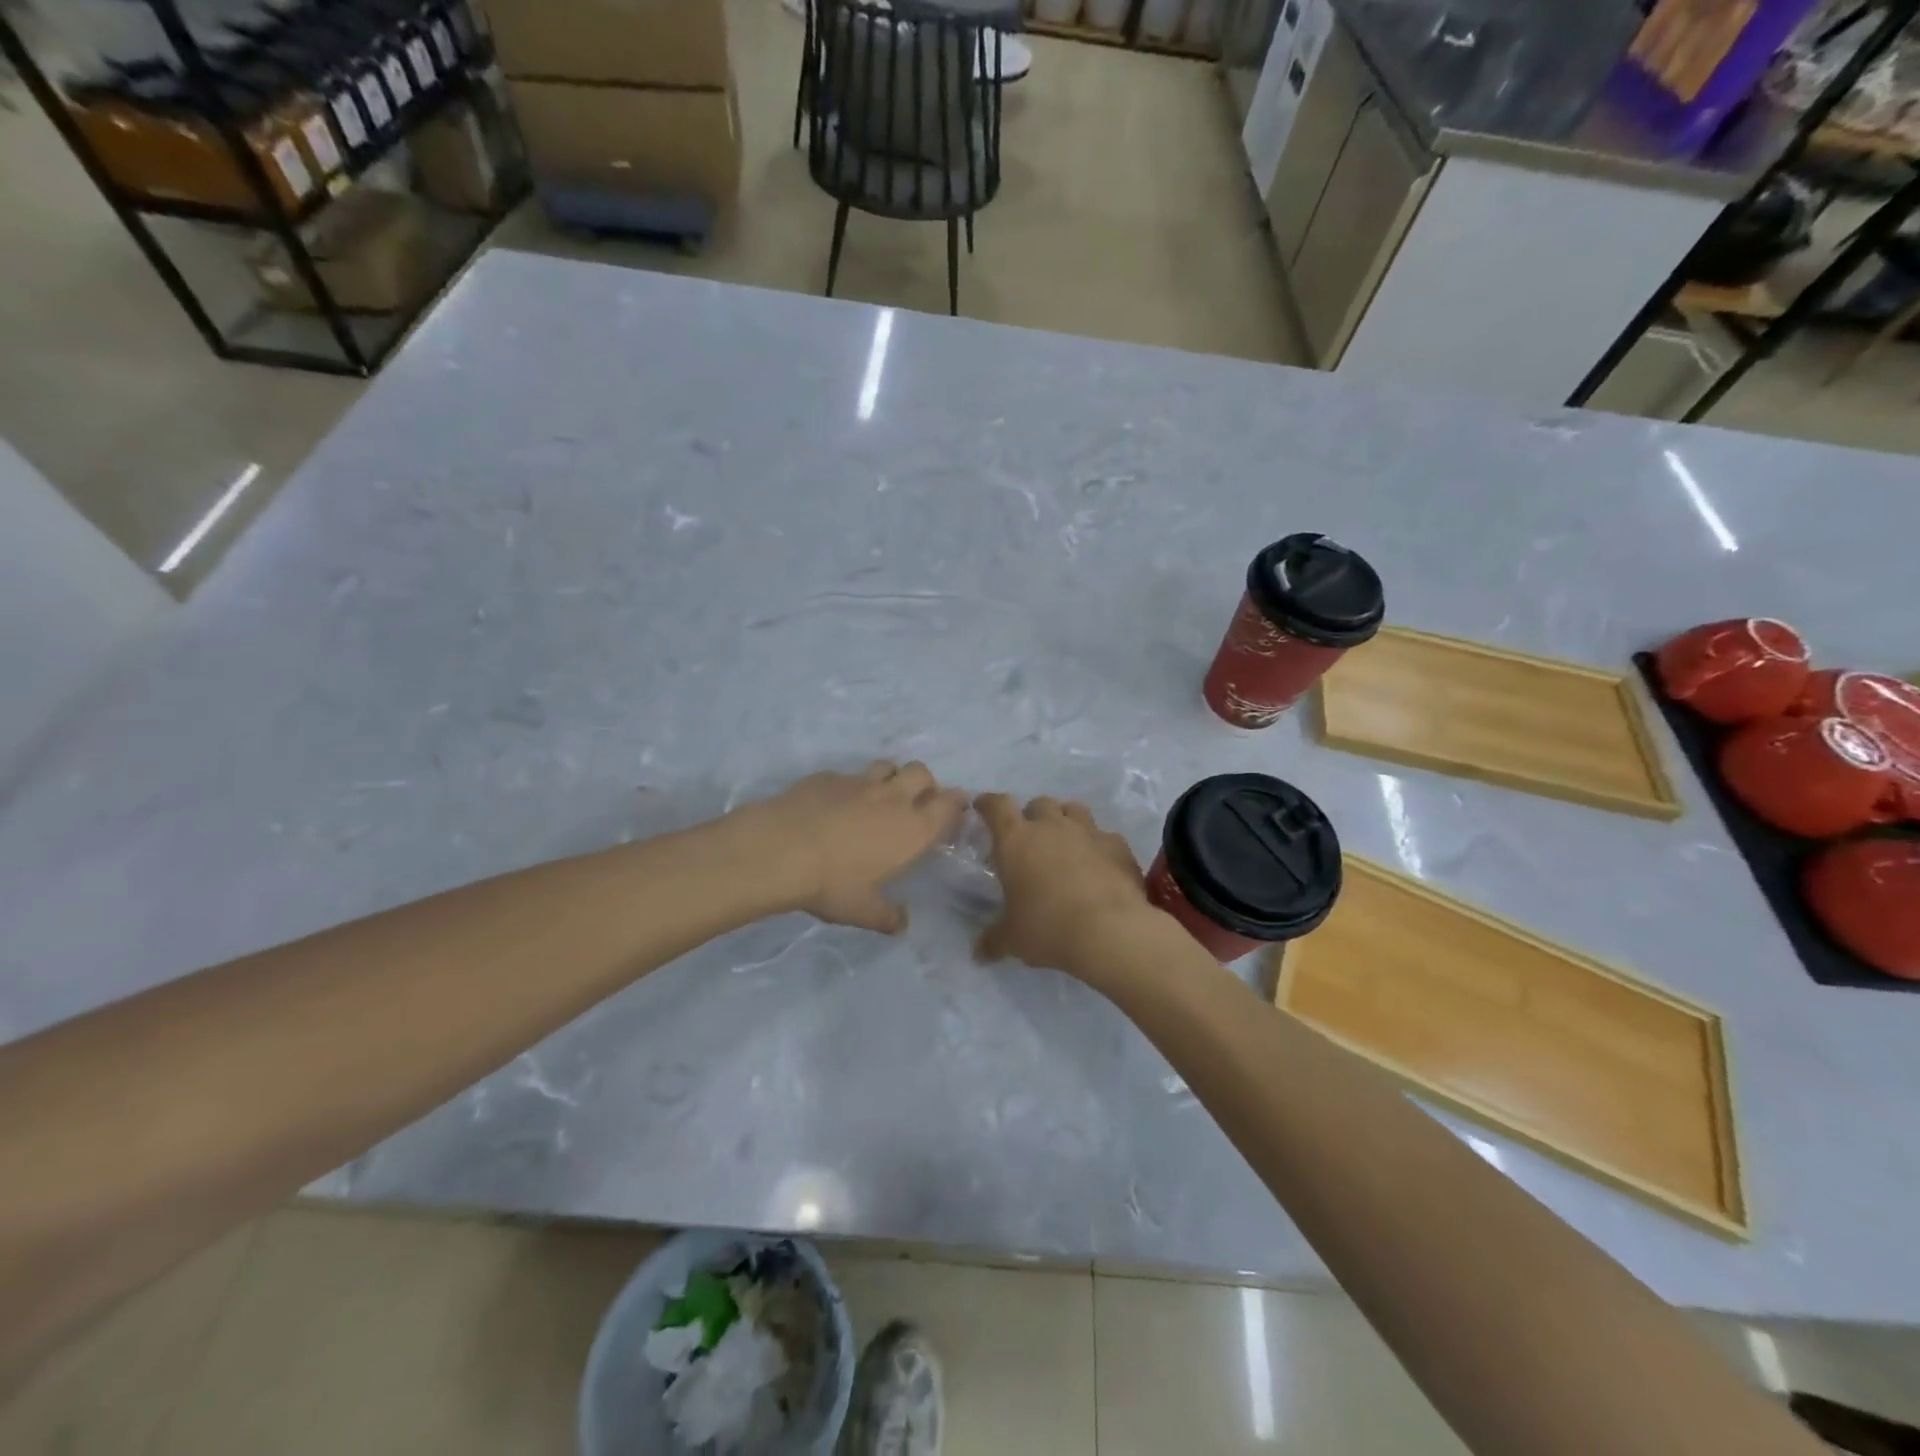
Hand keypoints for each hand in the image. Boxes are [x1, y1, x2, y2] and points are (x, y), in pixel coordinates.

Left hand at [732, 762, 966, 932]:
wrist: (781, 849)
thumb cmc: (832, 884)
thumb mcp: (862, 910)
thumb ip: (886, 916)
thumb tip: (901, 926)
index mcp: (912, 829)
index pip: (948, 804)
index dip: (956, 803)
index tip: (955, 809)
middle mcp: (892, 798)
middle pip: (921, 773)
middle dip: (925, 783)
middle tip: (915, 803)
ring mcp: (859, 782)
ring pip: (887, 765)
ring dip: (891, 777)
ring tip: (879, 797)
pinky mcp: (828, 776)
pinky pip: (848, 774)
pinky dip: (850, 786)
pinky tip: (835, 804)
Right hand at [973, 794, 1156, 981]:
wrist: (1110, 931)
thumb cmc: (1049, 928)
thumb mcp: (1014, 940)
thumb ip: (994, 940)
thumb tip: (978, 954)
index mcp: (1016, 840)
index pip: (997, 806)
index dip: (988, 803)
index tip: (983, 806)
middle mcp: (1051, 827)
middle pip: (1039, 803)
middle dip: (1033, 816)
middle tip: (1030, 839)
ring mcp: (1088, 832)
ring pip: (1074, 810)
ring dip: (1066, 820)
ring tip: (1065, 842)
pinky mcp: (1118, 846)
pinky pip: (1105, 836)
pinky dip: (1099, 845)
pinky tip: (1100, 864)